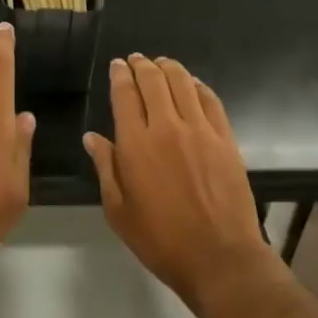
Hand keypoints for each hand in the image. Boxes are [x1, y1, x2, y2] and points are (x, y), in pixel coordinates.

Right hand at [84, 55, 267, 309]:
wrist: (219, 257)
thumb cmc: (160, 239)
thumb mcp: (119, 210)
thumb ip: (105, 168)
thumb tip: (92, 138)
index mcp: (136, 144)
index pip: (126, 95)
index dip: (120, 75)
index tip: (118, 65)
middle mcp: (168, 127)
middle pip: (154, 81)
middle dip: (142, 65)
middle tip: (137, 60)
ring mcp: (201, 130)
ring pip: (183, 83)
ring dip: (169, 68)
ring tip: (162, 63)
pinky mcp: (225, 139)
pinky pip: (211, 100)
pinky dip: (198, 86)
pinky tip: (192, 84)